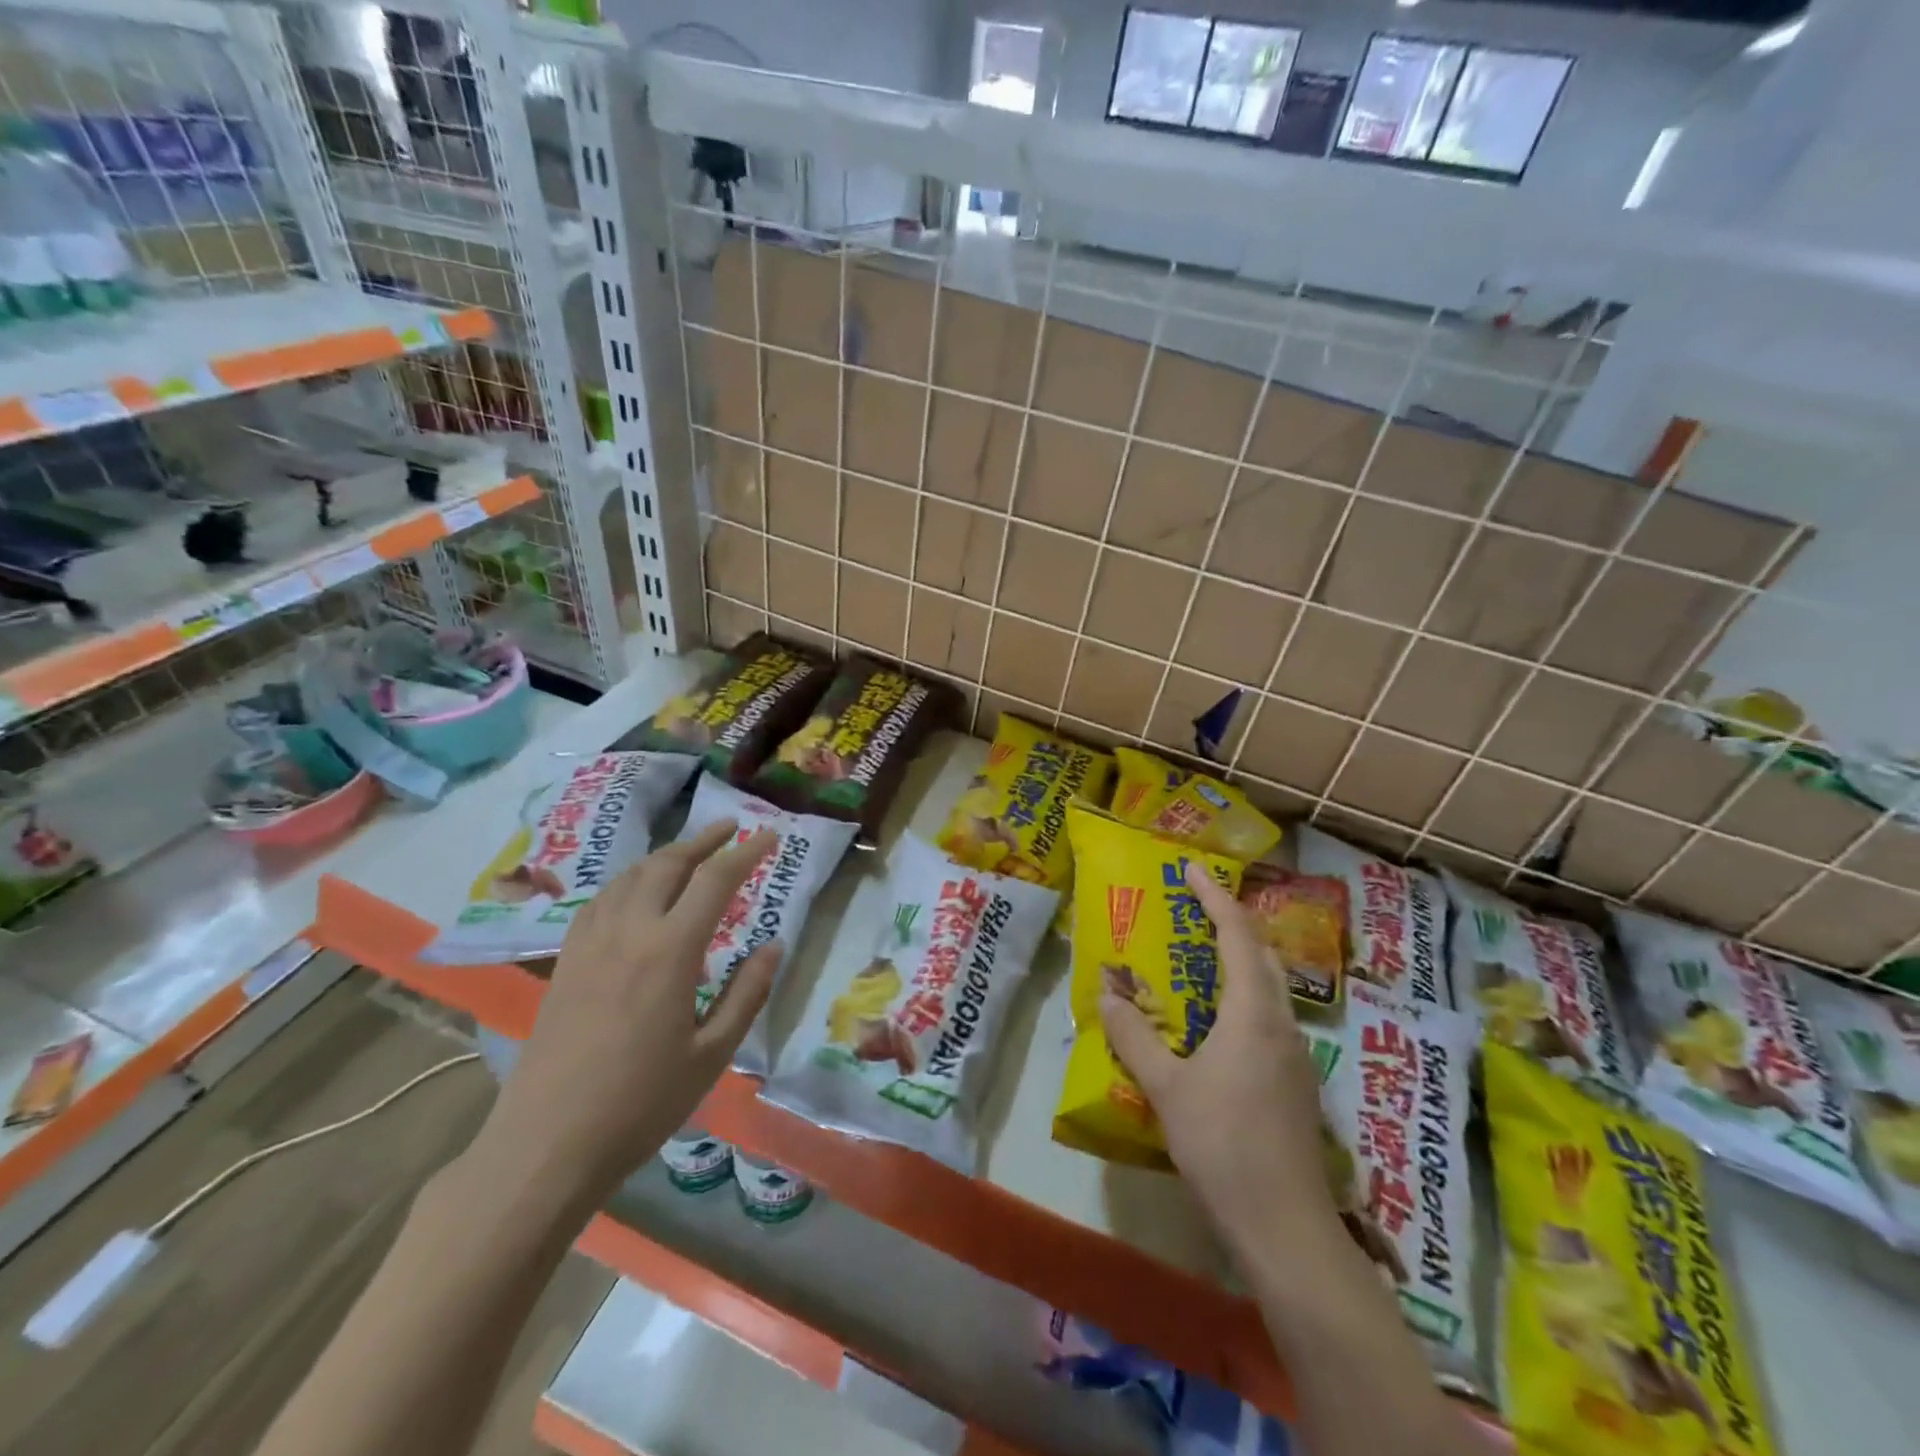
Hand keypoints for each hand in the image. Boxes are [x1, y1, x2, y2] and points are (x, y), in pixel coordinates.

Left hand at [477, 819, 779, 1206]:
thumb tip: (772, 946)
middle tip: (731, 827)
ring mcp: (590, 944)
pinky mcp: (566, 963)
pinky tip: (635, 893)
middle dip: (703, 841)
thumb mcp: (712, 1055)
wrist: (546, 1145)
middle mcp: (628, 932)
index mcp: (670, 951)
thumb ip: (746, 993)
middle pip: (667, 865)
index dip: (746, 853)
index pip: (715, 881)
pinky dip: (628, 880)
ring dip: (665, 855)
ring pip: (630, 876)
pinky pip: (600, 901)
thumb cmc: (641, 1104)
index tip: (770, 835)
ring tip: (690, 852)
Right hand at [1100, 864, 1336, 1248]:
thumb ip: (1135, 1035)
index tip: (1191, 868)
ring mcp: (1295, 1052)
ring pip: (1271, 984)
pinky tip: (1218, 1016)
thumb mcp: (1166, 1088)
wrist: (1286, 1227)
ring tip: (1202, 950)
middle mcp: (1282, 1022)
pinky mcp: (1296, 1079)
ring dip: (1240, 957)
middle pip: (1262, 953)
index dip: (1214, 896)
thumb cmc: (1223, 1145)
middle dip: (1231, 921)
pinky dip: (1244, 992)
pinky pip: (1270, 1013)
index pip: (1237, 935)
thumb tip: (1107, 993)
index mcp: (1253, 1012)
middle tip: (1195, 904)